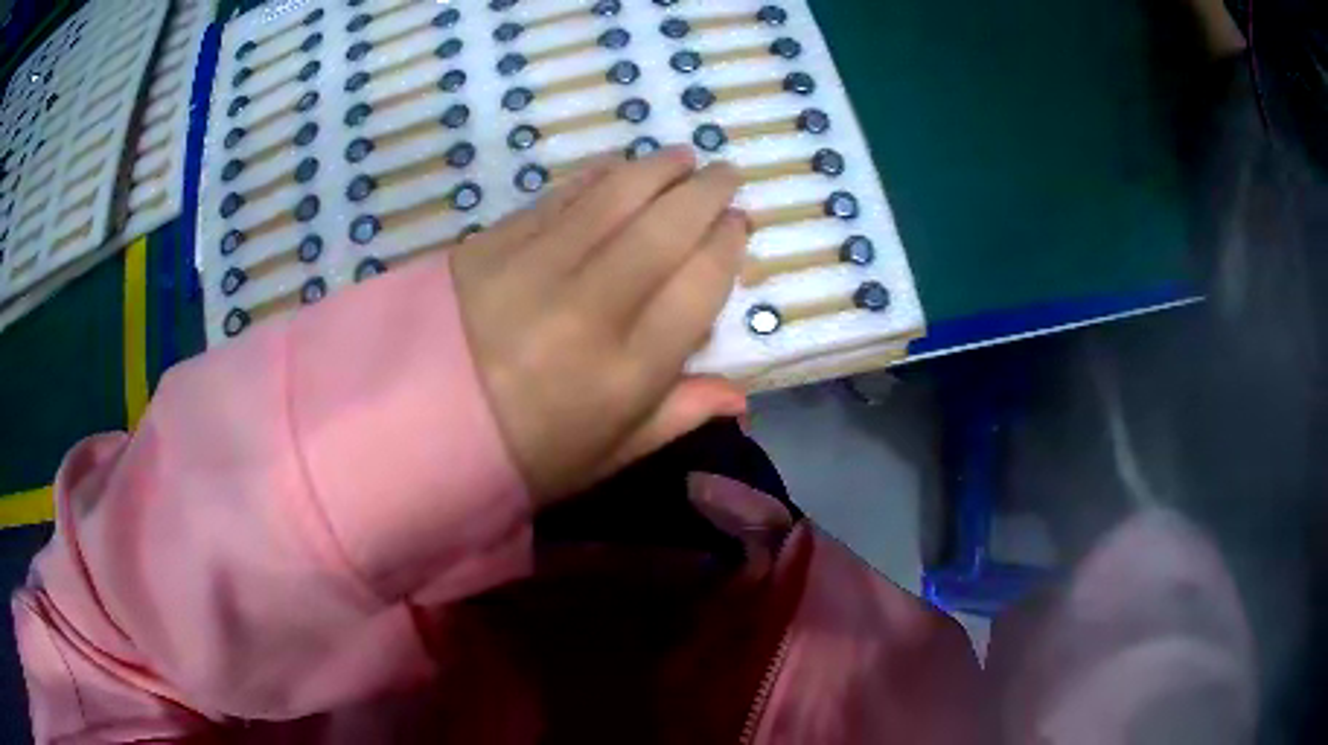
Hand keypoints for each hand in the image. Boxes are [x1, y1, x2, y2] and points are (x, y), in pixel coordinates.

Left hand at [451, 146, 749, 504]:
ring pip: (613, 198)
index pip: (699, 287)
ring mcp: (533, 269)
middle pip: (664, 229)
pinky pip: (557, 197)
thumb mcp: (604, 458)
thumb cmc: (518, 456)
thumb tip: (739, 396)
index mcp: (624, 372)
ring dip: (657, 169)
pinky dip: (595, 176)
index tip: (739, 225)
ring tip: (682, 158)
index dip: (726, 246)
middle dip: (705, 193)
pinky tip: (617, 167)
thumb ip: (674, 419)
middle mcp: (588, 310)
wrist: (412, 432)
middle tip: (725, 173)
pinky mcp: (491, 245)